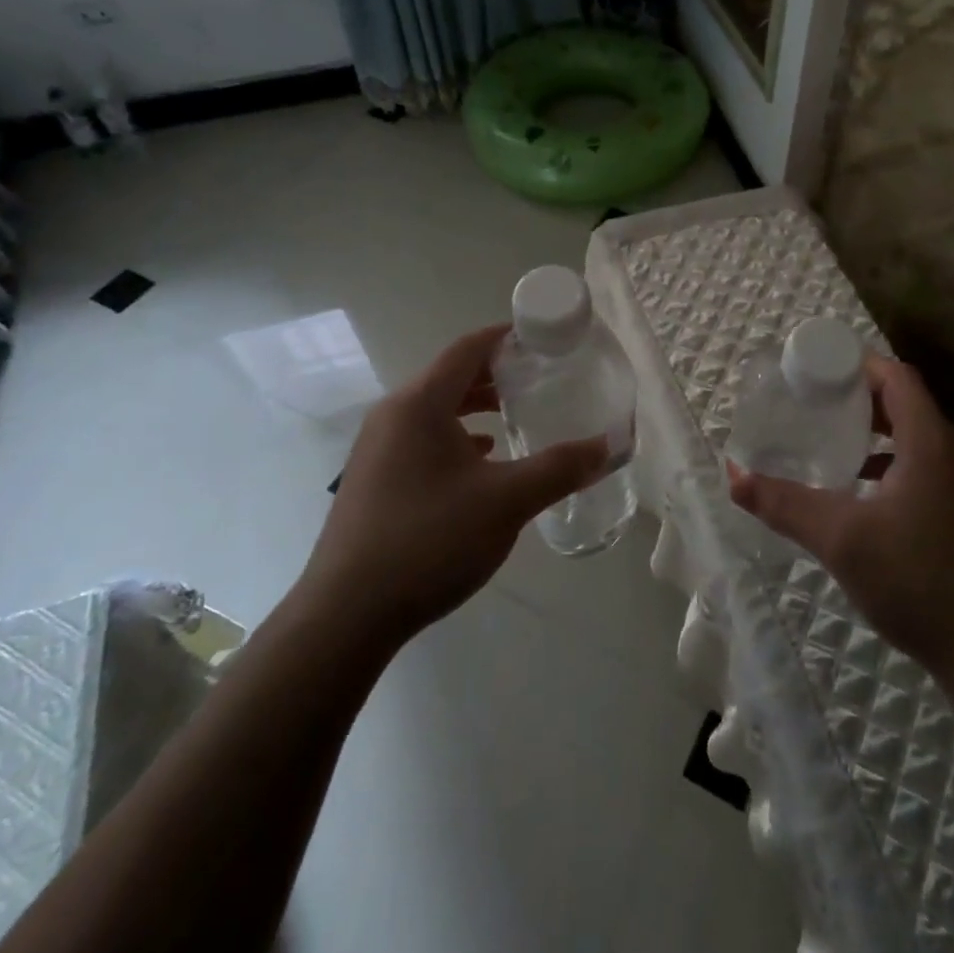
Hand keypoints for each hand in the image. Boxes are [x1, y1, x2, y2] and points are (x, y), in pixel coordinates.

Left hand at [294, 324, 607, 652]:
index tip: (542, 338)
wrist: (346, 615)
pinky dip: (455, 437)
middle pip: (450, 376)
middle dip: (496, 373)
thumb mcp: (506, 502)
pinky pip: (421, 439)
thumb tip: (607, 446)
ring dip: (475, 406)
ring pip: (435, 410)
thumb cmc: (429, 541)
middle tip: (539, 378)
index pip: (467, 348)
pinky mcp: (373, 479)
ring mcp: (377, 449)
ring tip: (514, 414)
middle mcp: (393, 415)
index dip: (505, 337)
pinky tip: (481, 460)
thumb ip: (560, 468)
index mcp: (419, 404)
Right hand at [729, 353, 953, 683]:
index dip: (858, 365)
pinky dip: (896, 463)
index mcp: (931, 442)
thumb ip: (784, 503)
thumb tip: (734, 476)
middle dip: (861, 398)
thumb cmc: (917, 581)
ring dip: (879, 433)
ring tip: (834, 442)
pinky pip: (930, 466)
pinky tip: (867, 493)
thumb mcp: (840, 539)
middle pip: (907, 403)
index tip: (818, 372)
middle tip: (816, 404)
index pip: (897, 377)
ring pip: (919, 437)